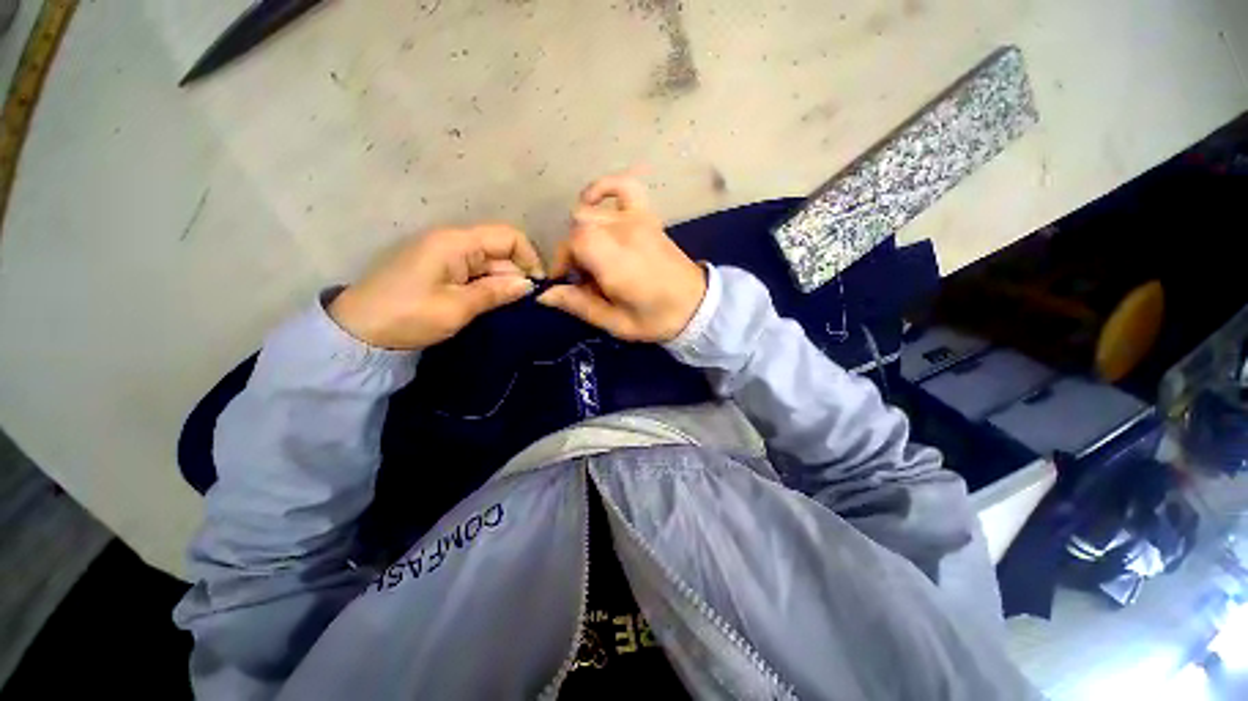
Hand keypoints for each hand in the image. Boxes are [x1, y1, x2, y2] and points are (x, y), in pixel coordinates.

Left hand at [329, 224, 543, 349]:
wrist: (358, 332)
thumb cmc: (408, 316)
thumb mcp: (457, 307)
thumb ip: (496, 292)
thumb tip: (529, 285)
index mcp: (456, 242)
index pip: (508, 236)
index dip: (529, 258)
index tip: (536, 287)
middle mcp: (453, 242)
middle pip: (501, 250)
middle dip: (517, 275)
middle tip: (524, 306)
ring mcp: (446, 256)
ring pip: (490, 263)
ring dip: (503, 283)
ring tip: (510, 308)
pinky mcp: (441, 270)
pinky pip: (475, 272)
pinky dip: (488, 287)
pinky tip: (493, 304)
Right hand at [537, 173, 705, 341]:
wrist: (697, 306)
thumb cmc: (656, 319)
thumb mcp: (616, 323)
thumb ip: (580, 305)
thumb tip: (545, 295)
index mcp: (616, 261)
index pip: (573, 242)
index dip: (563, 261)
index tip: (567, 281)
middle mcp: (624, 232)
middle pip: (579, 226)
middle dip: (573, 251)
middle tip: (586, 277)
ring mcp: (637, 219)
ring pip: (592, 210)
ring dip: (584, 231)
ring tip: (595, 255)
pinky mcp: (648, 216)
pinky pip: (624, 186)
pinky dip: (604, 188)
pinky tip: (594, 203)